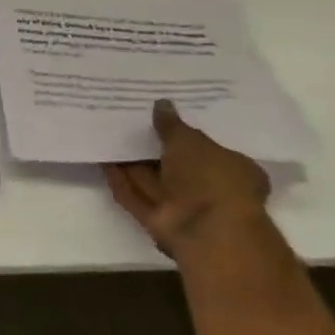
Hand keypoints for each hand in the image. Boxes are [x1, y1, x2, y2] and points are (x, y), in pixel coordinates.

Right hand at [103, 100, 270, 259]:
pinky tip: (102, 160)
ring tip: (109, 135)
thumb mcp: (191, 141)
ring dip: (131, 162)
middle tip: (128, 121)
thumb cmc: (211, 178)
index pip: (207, 148)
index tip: (161, 117)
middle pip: (174, 165)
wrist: (205, 230)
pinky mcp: (157, 220)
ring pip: (151, 180)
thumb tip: (161, 104)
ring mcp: (182, 206)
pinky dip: (119, 180)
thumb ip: (172, 124)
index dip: (184, 132)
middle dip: (152, 146)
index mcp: (232, 170)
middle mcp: (208, 189)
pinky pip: (134, 195)